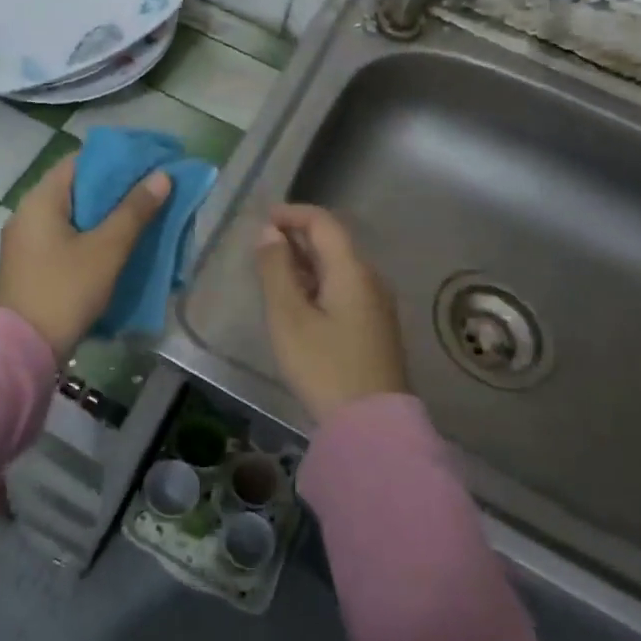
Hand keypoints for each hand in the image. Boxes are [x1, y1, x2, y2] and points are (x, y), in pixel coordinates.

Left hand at [0, 155, 171, 357]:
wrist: (22, 351)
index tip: (147, 164)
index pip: (79, 160)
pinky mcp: (27, 266)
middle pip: (75, 187)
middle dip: (113, 189)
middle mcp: (26, 213)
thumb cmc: (65, 291)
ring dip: (102, 215)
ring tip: (138, 219)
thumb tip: (161, 176)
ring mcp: (23, 242)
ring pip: (70, 215)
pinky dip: (87, 236)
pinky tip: (111, 248)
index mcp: (40, 200)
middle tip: (150, 193)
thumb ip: (134, 211)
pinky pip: (61, 238)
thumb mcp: (107, 250)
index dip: (115, 159)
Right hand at [255, 204, 408, 421]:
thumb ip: (276, 269)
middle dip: (297, 236)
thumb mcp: (289, 316)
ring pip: (339, 267)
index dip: (292, 214)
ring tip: (275, 272)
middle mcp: (370, 279)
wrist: (372, 426)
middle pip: (333, 242)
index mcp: (352, 270)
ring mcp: (377, 304)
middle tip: (263, 246)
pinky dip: (319, 282)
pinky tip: (299, 301)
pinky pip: (345, 288)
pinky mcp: (376, 327)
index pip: (323, 223)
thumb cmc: (324, 365)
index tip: (263, 219)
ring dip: (307, 261)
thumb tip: (269, 233)